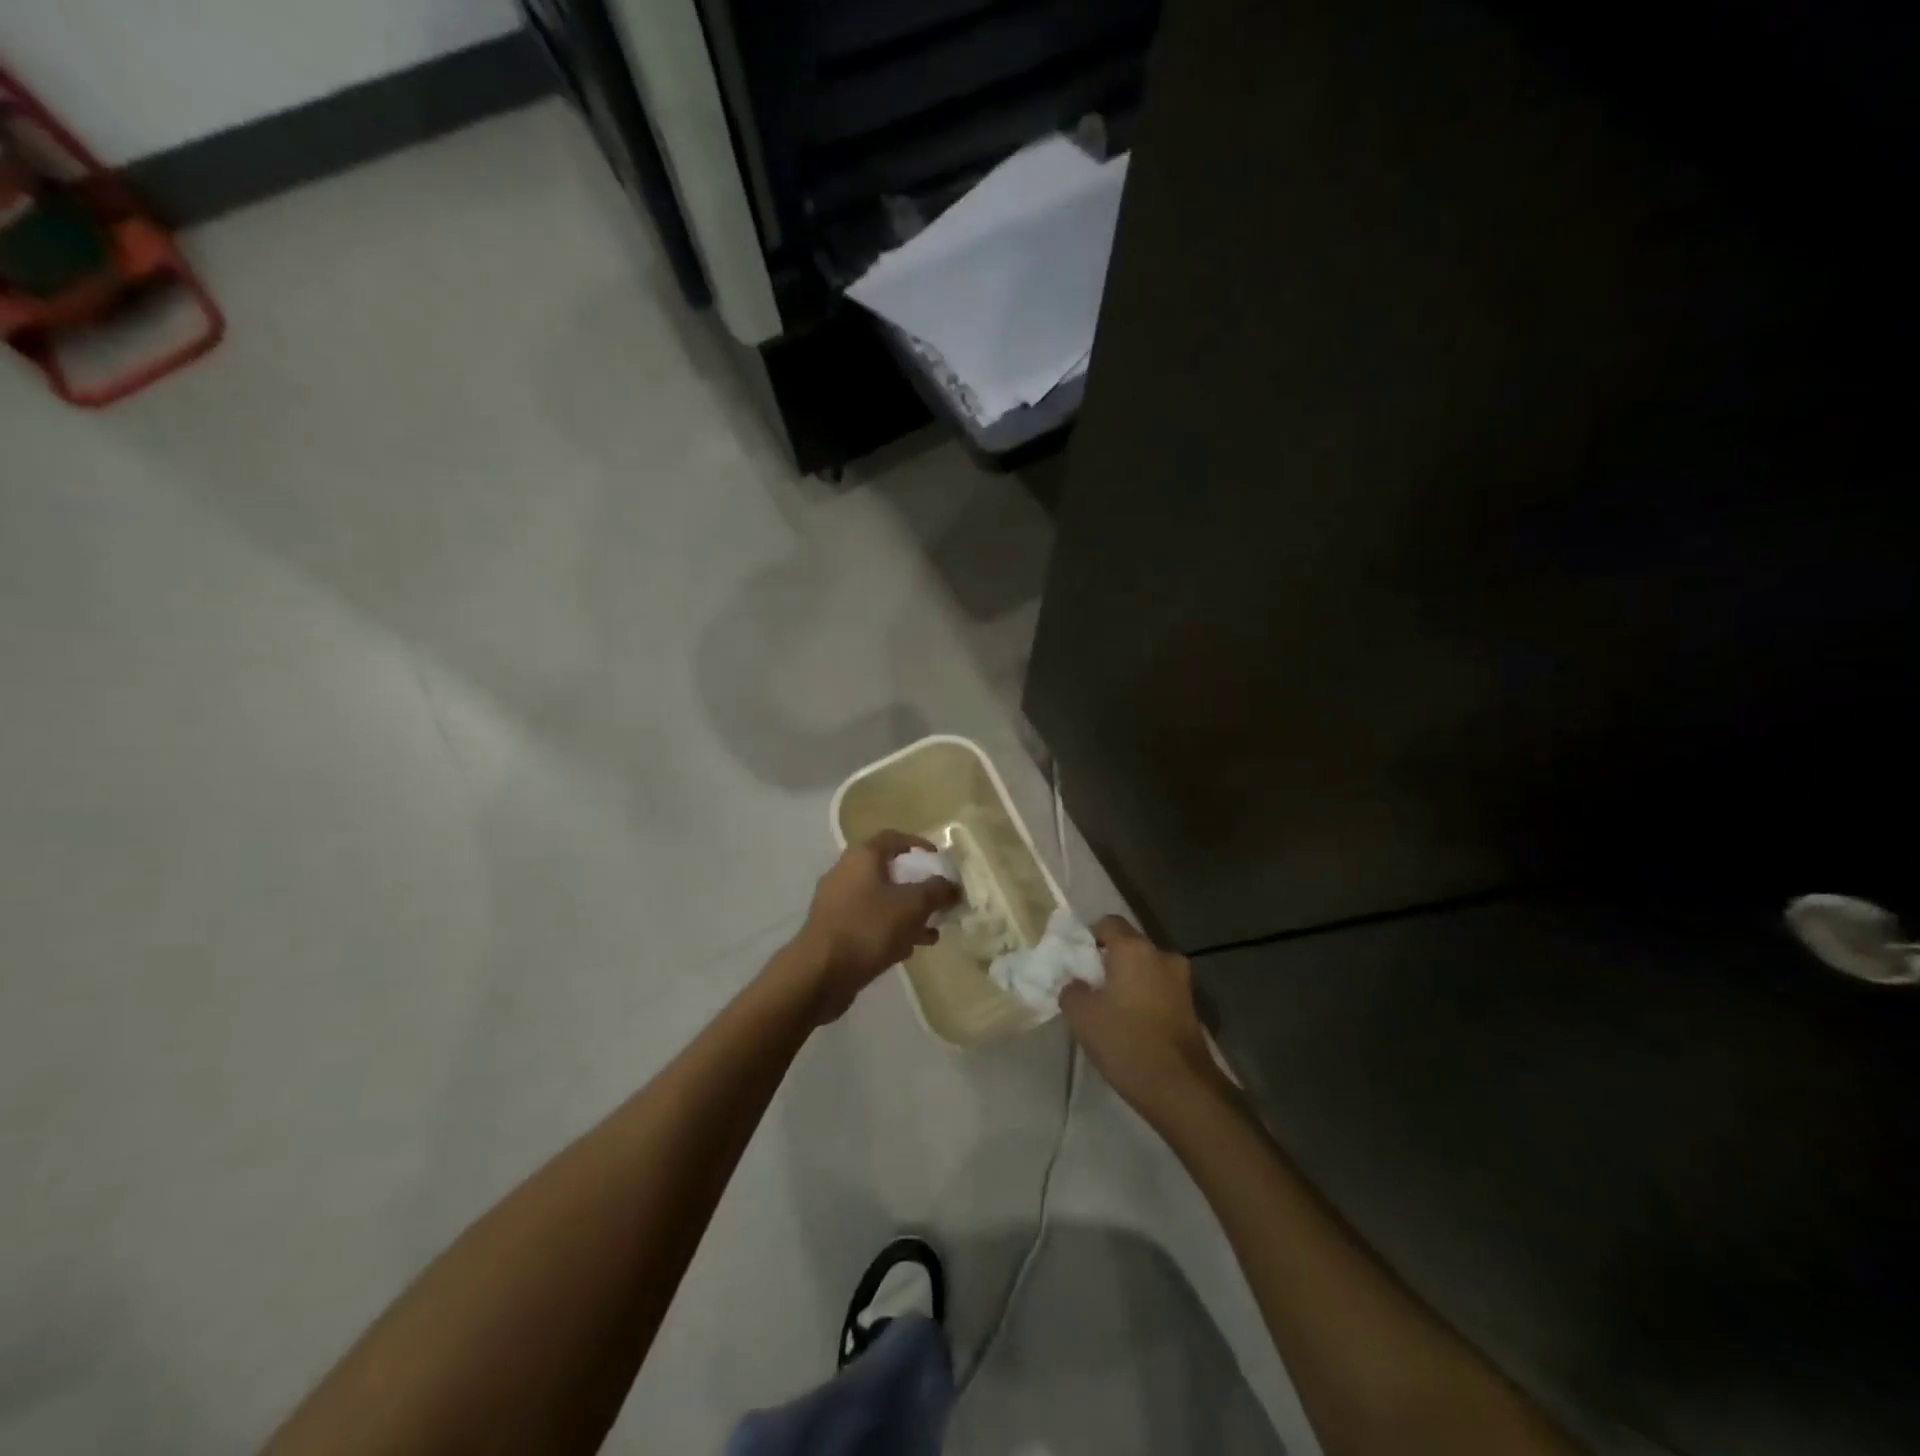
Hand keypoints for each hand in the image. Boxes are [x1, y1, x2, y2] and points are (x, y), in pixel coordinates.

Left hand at [788, 832, 959, 1023]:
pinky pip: (868, 922)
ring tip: (931, 932)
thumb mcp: (912, 906)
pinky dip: (889, 930)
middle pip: (888, 871)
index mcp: (862, 857)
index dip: (919, 845)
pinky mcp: (834, 930)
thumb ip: (937, 891)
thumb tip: (952, 885)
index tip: (939, 861)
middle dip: (917, 886)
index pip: (894, 838)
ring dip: (907, 913)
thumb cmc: (868, 928)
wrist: (819, 973)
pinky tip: (907, 950)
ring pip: (880, 900)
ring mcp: (836, 903)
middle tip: (938, 901)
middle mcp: (845, 873)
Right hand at [1060, 916, 1221, 1118]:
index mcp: (1135, 949)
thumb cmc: (1127, 1042)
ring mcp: (1181, 982)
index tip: (1076, 961)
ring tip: (1110, 1007)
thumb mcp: (1082, 1016)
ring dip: (1129, 981)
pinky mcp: (1191, 1007)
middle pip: (1130, 946)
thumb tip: (1075, 984)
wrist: (1181, 1089)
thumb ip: (1072, 991)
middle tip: (1090, 985)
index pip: (1108, 923)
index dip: (1089, 936)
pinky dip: (1145, 998)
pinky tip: (1131, 1024)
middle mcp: (1162, 956)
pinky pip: (1159, 990)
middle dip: (1110, 961)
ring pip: (1147, 969)